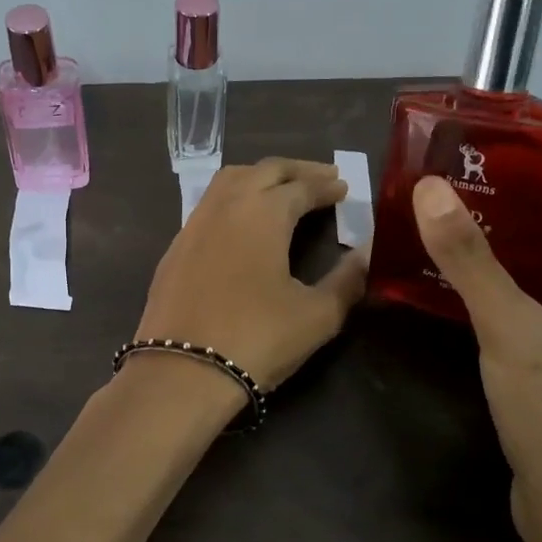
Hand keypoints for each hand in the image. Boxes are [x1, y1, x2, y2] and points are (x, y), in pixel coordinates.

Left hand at [131, 159, 368, 390]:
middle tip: (321, 177)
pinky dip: (233, 198)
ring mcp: (194, 224)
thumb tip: (367, 253)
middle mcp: (226, 206)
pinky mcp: (175, 248)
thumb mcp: (317, 315)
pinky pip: (209, 205)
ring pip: (229, 181)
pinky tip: (242, 221)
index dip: (325, 185)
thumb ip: (347, 280)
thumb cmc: (257, 339)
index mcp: (263, 213)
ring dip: (260, 177)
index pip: (301, 186)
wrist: (181, 371)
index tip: (344, 187)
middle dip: (296, 170)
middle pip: (264, 171)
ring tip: (283, 189)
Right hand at [412, 171, 541, 541]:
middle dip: (507, 200)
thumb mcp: (513, 332)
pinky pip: (521, 308)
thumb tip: (431, 187)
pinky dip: (488, 288)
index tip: (485, 146)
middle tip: (442, 181)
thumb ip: (471, 260)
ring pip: (537, 269)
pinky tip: (440, 286)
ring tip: (432, 222)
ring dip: (493, 245)